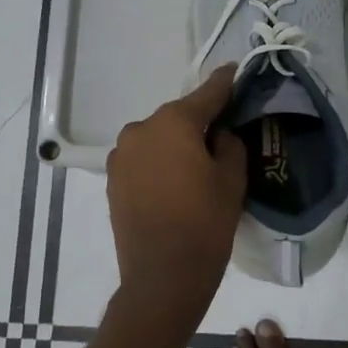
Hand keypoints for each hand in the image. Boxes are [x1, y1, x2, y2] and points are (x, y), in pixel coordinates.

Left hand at [105, 66, 247, 336]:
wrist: (162, 277)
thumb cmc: (205, 224)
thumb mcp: (232, 180)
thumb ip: (229, 144)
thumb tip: (219, 133)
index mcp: (173, 123)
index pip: (207, 94)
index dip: (225, 83)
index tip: (235, 71)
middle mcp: (141, 129)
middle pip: (178, 118)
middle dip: (199, 123)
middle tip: (222, 137)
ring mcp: (121, 155)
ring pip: (158, 139)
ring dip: (176, 145)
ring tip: (197, 168)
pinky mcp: (113, 180)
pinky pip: (143, 160)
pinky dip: (159, 163)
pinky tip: (175, 183)